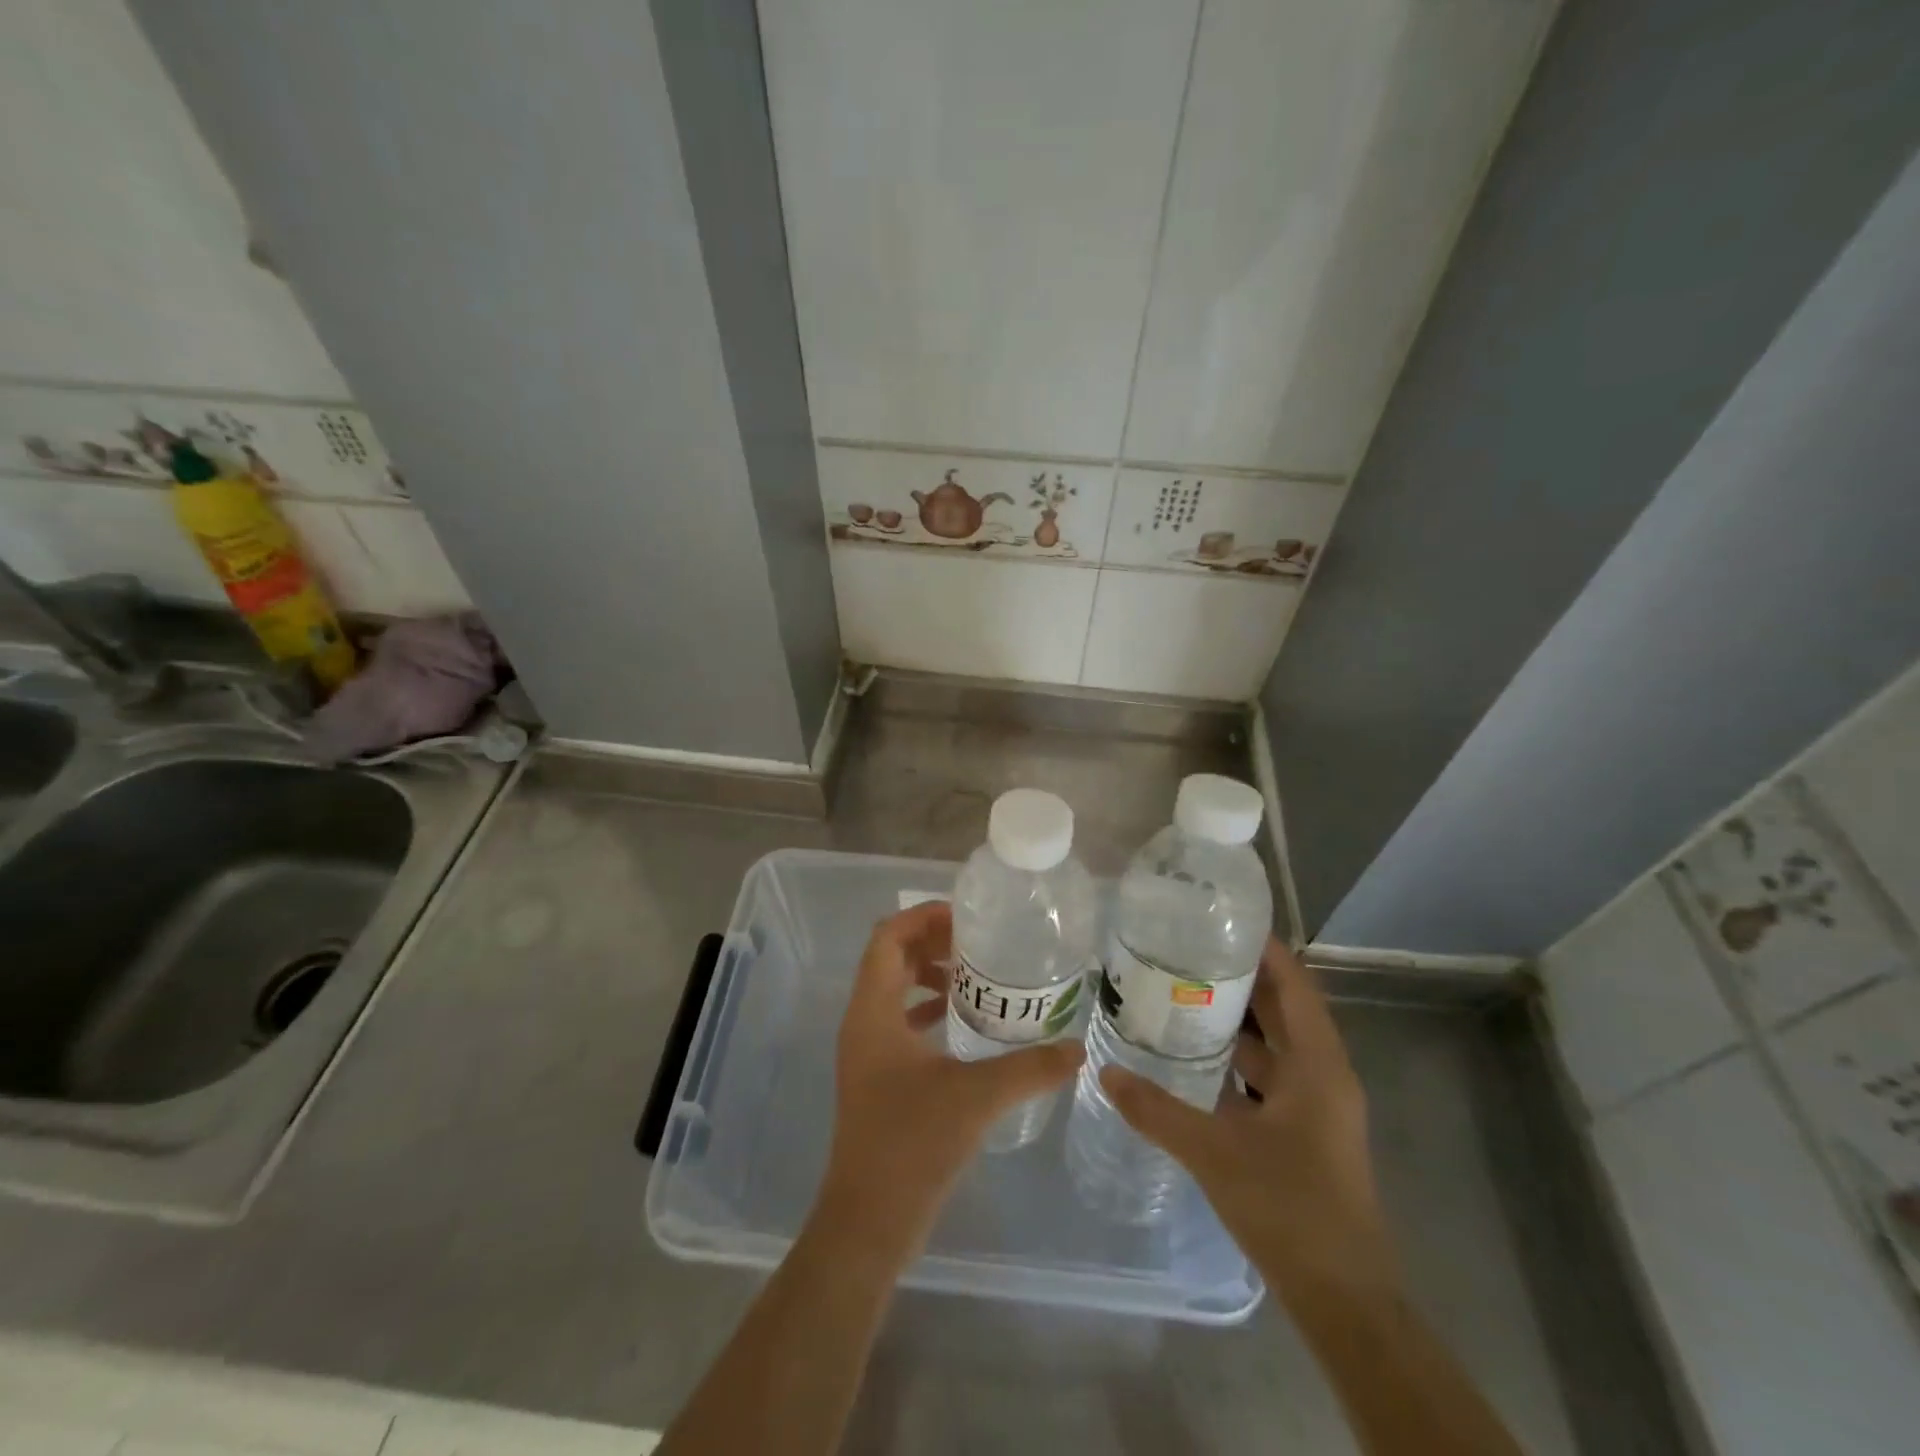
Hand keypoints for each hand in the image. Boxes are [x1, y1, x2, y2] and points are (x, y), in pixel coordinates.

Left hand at [814, 900, 1083, 1261]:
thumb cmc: (912, 1145)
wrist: (868, 1221)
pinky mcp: (875, 1076)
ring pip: (892, 989)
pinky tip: (962, 1022)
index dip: (922, 917)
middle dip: (930, 941)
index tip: (966, 918)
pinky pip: (897, 1021)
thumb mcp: (977, 1098)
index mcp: (873, 1012)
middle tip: (978, 944)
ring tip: (975, 978)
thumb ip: (1030, 1069)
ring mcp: (865, 1050)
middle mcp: (862, 1021)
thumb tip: (1077, 1047)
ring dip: (928, 975)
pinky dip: (926, 1009)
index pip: (886, 938)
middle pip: (889, 958)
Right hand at [1099, 937, 1399, 1308]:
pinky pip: (1270, 1076)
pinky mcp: (1305, 1131)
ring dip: (1236, 1019)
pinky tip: (1194, 1058)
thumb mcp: (1215, 1153)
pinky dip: (1237, 1059)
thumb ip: (1157, 1110)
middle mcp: (1324, 1075)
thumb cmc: (1290, 1210)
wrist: (1344, 1301)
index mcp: (1318, 1065)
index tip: (1219, 920)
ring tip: (1181, 993)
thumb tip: (1104, 1072)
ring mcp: (1317, 1106)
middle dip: (1240, 977)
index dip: (1264, 948)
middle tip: (1185, 950)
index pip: (1295, 984)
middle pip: (1284, 1009)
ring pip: (1275, 1044)